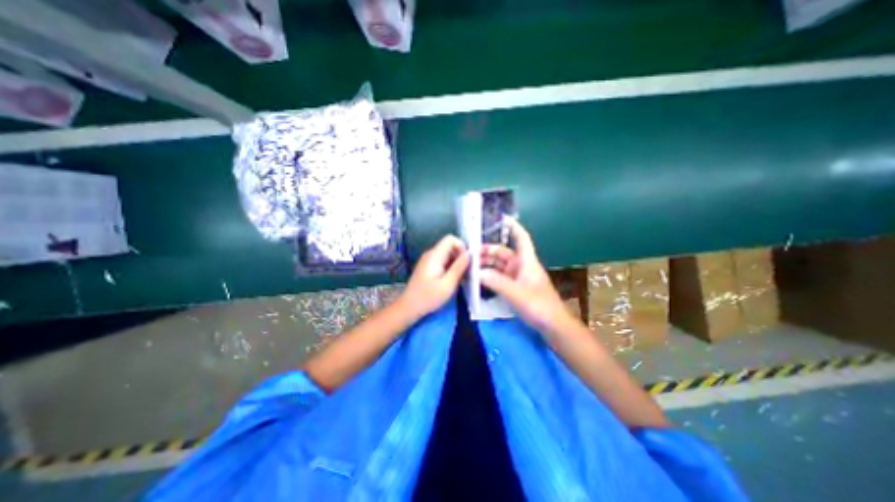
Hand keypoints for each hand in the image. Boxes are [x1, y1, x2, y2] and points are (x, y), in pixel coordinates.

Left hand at [399, 233, 468, 318]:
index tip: (467, 261)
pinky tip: (452, 280)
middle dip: (460, 256)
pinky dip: (450, 267)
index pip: (450, 239)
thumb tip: (469, 254)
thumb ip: (459, 267)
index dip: (461, 246)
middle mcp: (431, 254)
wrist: (409, 307)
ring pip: (447, 254)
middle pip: (450, 246)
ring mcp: (428, 260)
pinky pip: (442, 261)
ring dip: (456, 263)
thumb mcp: (448, 284)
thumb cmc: (428, 297)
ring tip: (460, 277)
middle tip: (466, 271)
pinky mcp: (428, 266)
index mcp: (434, 255)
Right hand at [480, 220, 568, 332]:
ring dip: (487, 265)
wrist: (554, 326)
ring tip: (471, 268)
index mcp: (527, 262)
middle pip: (504, 253)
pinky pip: (500, 278)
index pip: (521, 238)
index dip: (513, 226)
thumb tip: (476, 272)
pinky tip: (480, 281)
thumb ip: (496, 282)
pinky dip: (490, 277)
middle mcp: (522, 267)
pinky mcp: (517, 288)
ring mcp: (519, 278)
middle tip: (470, 255)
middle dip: (488, 251)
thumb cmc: (539, 306)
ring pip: (500, 266)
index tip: (501, 219)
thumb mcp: (516, 293)